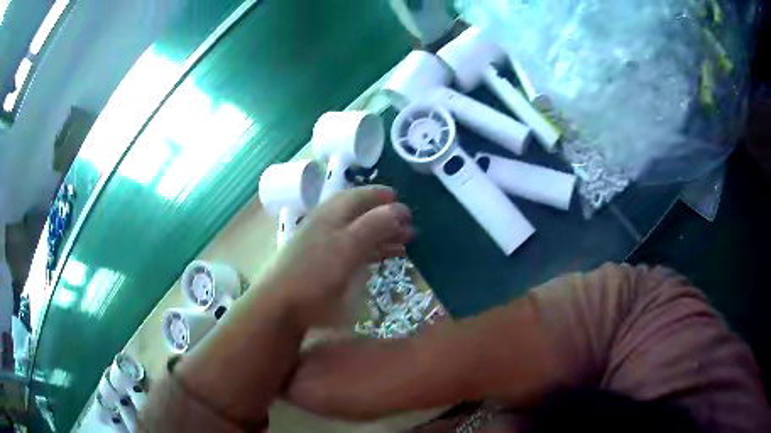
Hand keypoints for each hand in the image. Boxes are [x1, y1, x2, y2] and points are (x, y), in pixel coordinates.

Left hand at [269, 185, 412, 326]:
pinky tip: (386, 256)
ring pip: (360, 232)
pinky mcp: (326, 264)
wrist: (283, 304)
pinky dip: (373, 250)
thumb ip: (373, 225)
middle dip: (387, 216)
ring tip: (407, 240)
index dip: (381, 195)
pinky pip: (355, 250)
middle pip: (362, 213)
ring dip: (383, 234)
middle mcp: (329, 224)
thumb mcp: (347, 247)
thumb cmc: (315, 273)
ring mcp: (326, 245)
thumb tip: (398, 208)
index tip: (402, 200)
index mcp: (332, 214)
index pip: (360, 195)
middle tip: (410, 224)